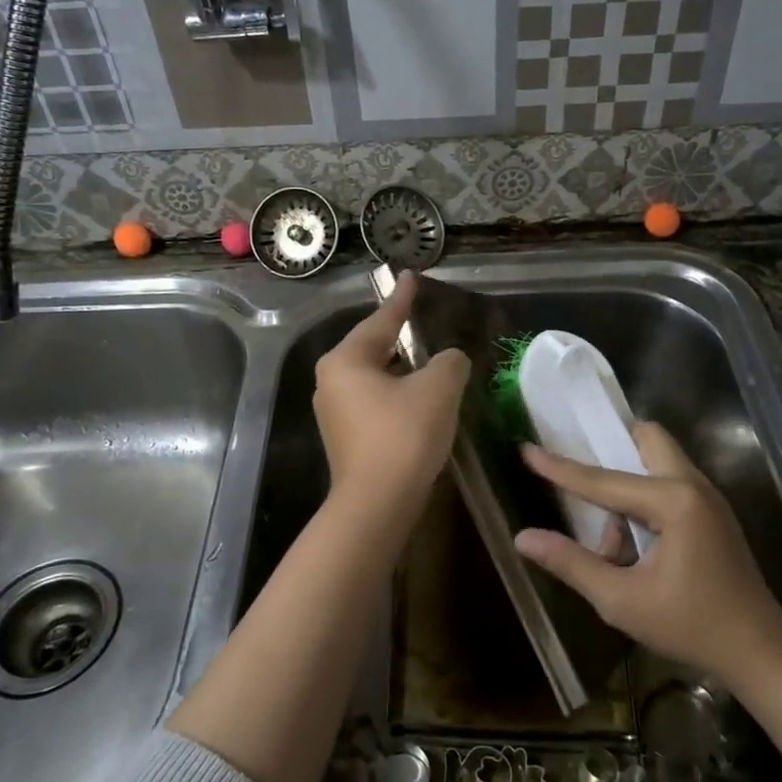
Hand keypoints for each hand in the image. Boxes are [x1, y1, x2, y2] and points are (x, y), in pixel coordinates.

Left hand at [314, 271, 468, 506]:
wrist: (378, 504)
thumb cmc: (404, 435)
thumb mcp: (437, 389)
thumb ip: (449, 362)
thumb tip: (450, 360)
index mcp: (346, 360)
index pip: (381, 320)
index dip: (402, 299)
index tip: (410, 277)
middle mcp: (331, 381)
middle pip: (373, 348)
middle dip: (401, 336)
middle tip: (424, 319)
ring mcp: (335, 413)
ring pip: (375, 378)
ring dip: (402, 370)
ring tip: (429, 360)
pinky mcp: (346, 439)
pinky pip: (375, 403)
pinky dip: (398, 396)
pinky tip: (420, 400)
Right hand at [516, 424, 781, 683]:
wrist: (760, 653)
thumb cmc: (691, 626)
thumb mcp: (621, 601)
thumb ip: (571, 563)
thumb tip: (523, 538)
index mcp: (674, 502)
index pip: (604, 480)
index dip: (560, 468)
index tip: (527, 449)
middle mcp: (694, 486)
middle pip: (647, 439)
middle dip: (612, 447)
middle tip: (581, 472)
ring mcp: (709, 498)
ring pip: (658, 462)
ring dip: (628, 486)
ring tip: (614, 545)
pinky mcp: (713, 514)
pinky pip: (670, 485)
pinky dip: (645, 500)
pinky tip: (635, 546)